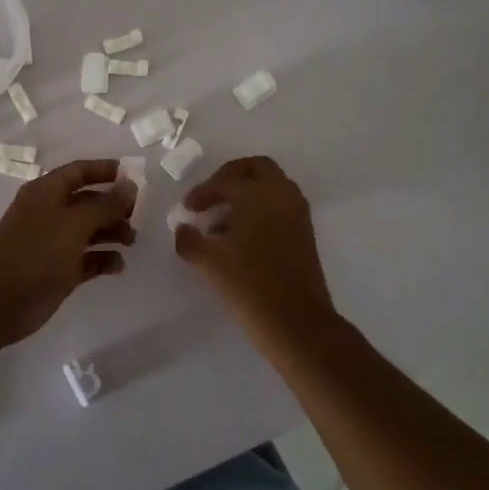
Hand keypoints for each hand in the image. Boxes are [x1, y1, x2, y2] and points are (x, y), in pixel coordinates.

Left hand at [0, 159, 136, 345]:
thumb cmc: (36, 252)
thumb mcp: (74, 223)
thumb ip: (106, 205)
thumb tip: (131, 185)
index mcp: (47, 192)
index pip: (79, 171)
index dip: (105, 170)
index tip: (134, 175)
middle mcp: (50, 213)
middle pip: (88, 201)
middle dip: (114, 205)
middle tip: (140, 215)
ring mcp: (54, 243)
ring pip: (90, 230)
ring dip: (112, 232)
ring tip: (132, 241)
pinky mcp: (59, 270)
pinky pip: (87, 259)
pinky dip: (103, 259)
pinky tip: (118, 266)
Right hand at [172, 156, 336, 339]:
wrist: (296, 322)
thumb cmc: (249, 285)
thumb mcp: (208, 262)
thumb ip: (189, 239)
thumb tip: (183, 228)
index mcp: (258, 194)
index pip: (224, 182)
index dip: (202, 192)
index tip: (187, 208)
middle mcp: (282, 194)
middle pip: (256, 168)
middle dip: (231, 176)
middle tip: (211, 194)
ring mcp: (297, 213)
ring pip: (271, 185)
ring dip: (247, 193)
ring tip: (221, 220)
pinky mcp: (305, 232)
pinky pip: (280, 205)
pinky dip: (260, 208)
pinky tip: (241, 236)